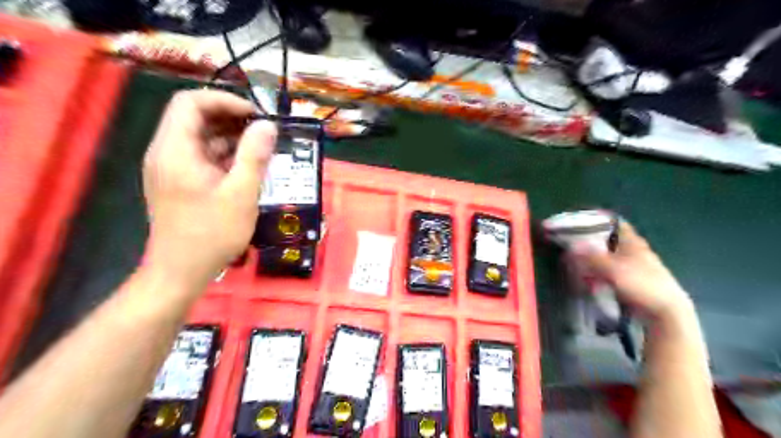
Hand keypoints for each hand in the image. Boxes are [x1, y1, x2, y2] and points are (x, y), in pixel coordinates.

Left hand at [142, 89, 275, 290]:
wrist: (181, 271)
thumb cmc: (212, 233)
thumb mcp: (241, 194)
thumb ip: (255, 156)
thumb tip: (268, 125)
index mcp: (175, 150)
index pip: (191, 102)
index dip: (225, 100)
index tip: (257, 115)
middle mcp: (167, 152)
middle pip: (195, 117)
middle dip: (231, 118)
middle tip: (264, 130)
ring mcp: (171, 168)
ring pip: (200, 138)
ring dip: (231, 137)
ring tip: (263, 148)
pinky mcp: (179, 182)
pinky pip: (202, 156)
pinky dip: (225, 155)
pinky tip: (249, 167)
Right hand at [572, 222, 691, 318]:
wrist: (665, 313)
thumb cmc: (641, 284)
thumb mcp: (612, 269)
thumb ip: (590, 257)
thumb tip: (570, 247)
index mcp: (633, 242)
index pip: (615, 223)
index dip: (598, 220)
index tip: (580, 222)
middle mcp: (634, 251)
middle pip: (610, 240)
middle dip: (591, 242)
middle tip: (572, 244)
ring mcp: (635, 267)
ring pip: (609, 257)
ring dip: (594, 259)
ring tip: (576, 263)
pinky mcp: (633, 282)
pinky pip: (611, 272)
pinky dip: (600, 273)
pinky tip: (589, 278)